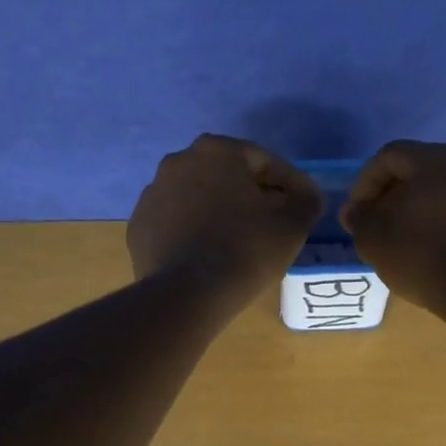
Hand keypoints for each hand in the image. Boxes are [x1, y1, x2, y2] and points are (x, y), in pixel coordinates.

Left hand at [128, 134, 322, 306]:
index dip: (289, 184)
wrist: (186, 294)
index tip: (303, 206)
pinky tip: (208, 255)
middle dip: (251, 195)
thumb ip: (306, 201)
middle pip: (227, 176)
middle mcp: (178, 161)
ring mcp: (152, 194)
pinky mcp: (139, 226)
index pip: (264, 161)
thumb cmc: (246, 250)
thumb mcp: (292, 224)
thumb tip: (306, 196)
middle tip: (272, 223)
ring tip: (239, 242)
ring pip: (198, 198)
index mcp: (217, 150)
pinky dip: (194, 232)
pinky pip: (176, 223)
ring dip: (220, 212)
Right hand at [340, 140, 445, 311]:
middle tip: (382, 223)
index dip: (366, 182)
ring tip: (413, 238)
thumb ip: (359, 218)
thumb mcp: (374, 239)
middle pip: (424, 169)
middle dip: (398, 193)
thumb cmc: (423, 256)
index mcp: (438, 159)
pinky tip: (443, 251)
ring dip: (427, 208)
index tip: (358, 212)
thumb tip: (355, 211)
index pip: (391, 155)